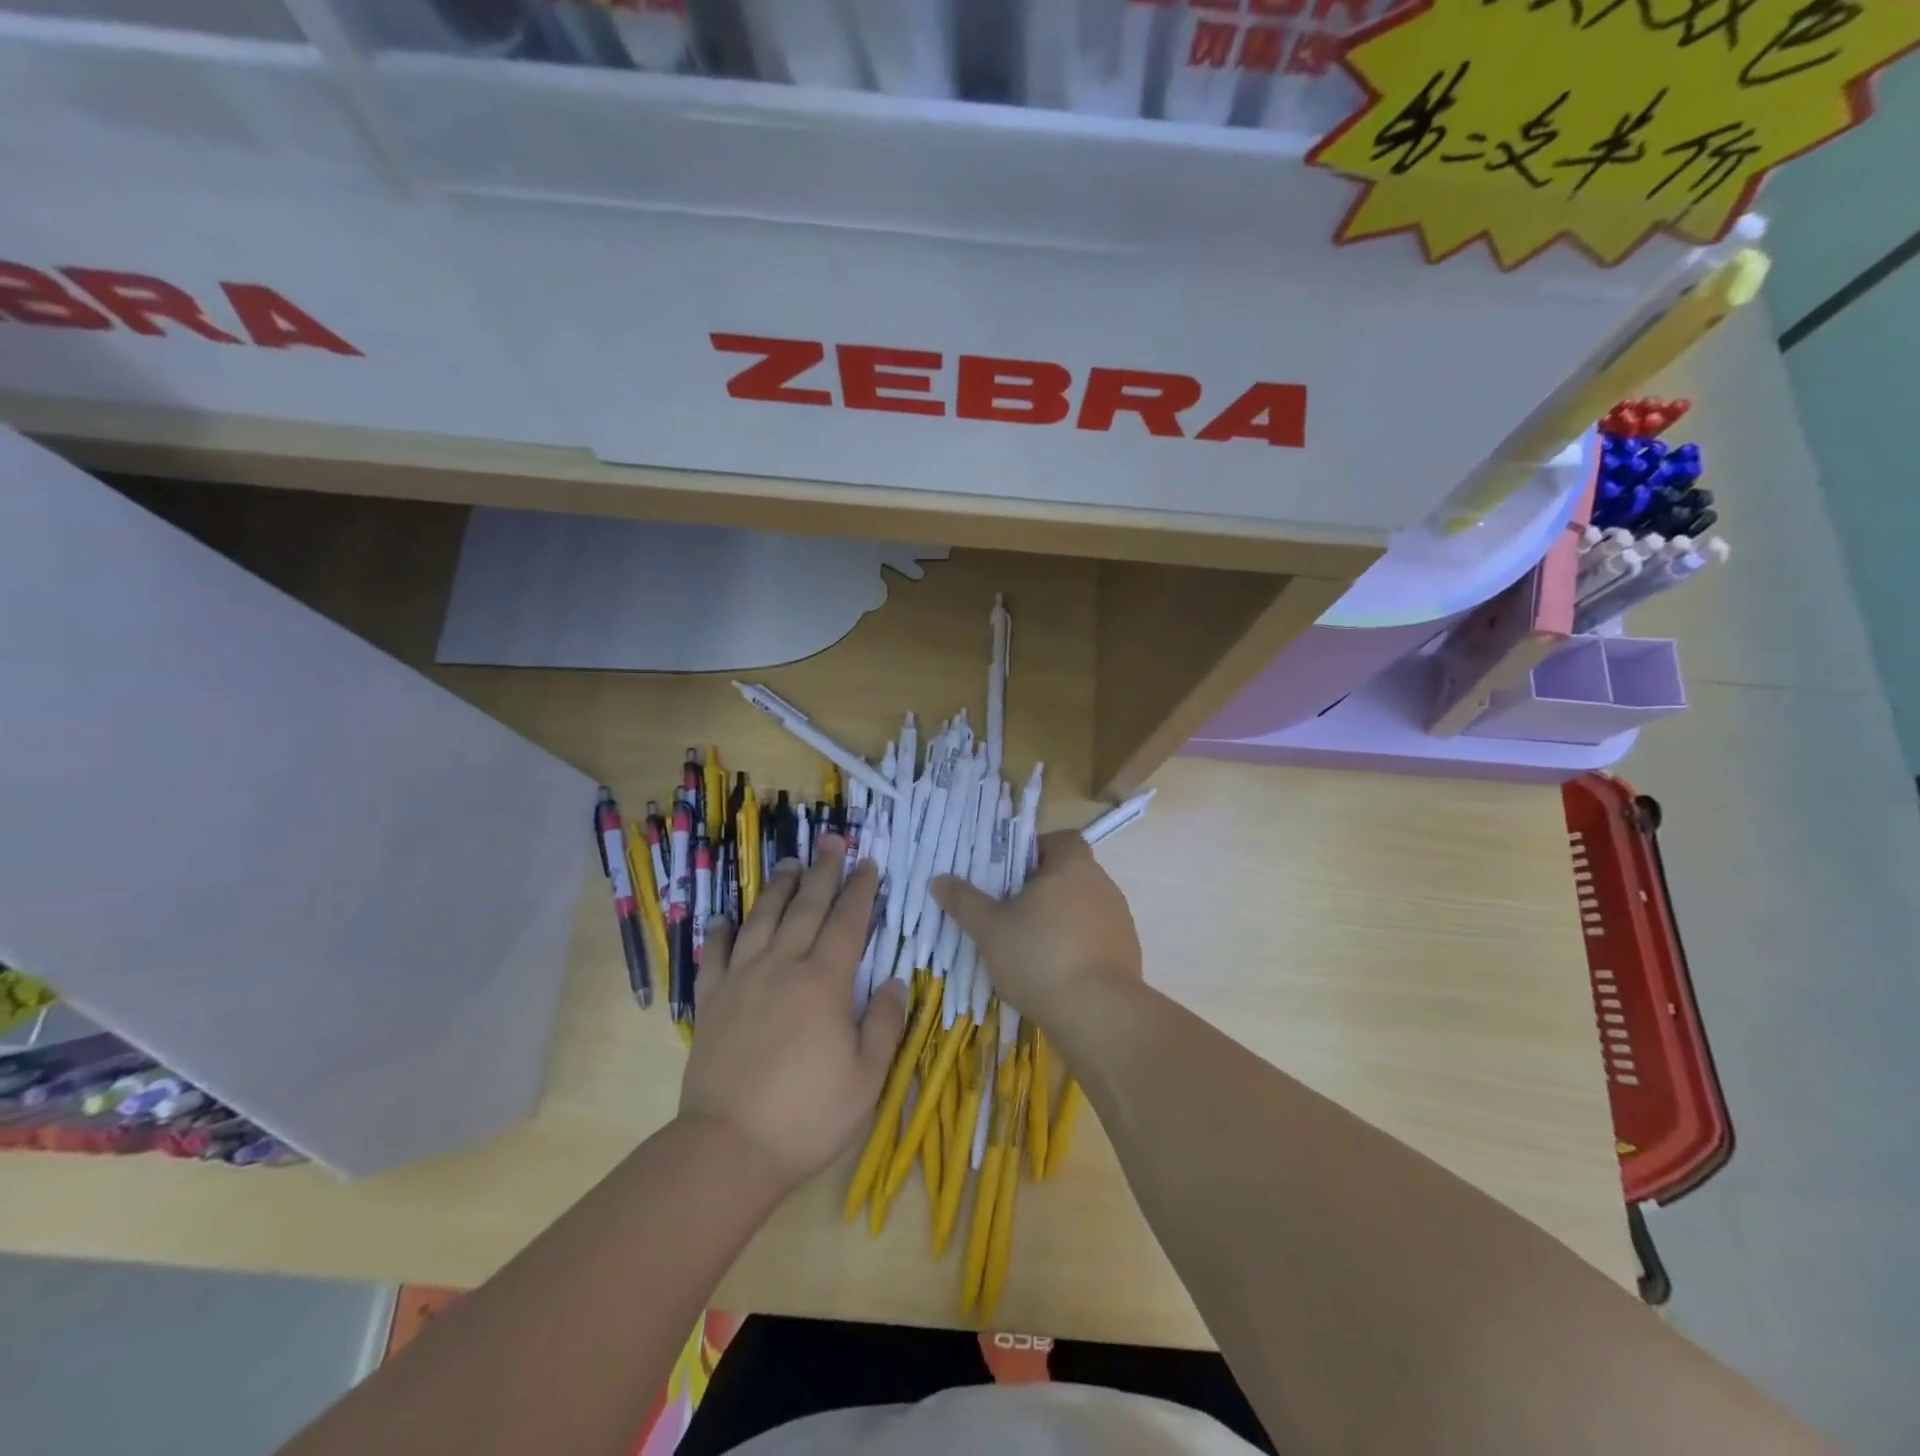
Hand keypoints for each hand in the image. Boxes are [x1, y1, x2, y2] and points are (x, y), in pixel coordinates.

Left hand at [679, 835, 908, 1188]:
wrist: (729, 1148)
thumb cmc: (807, 1116)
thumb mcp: (867, 1078)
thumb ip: (885, 1024)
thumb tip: (896, 982)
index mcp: (824, 983)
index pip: (848, 923)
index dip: (861, 891)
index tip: (868, 864)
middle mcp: (782, 968)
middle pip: (806, 908)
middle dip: (823, 872)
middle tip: (832, 841)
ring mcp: (742, 981)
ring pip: (761, 920)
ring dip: (778, 888)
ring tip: (789, 864)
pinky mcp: (711, 1002)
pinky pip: (715, 955)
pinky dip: (721, 931)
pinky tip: (727, 917)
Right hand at [930, 829, 1142, 1035]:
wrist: (1098, 1014)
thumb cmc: (1039, 957)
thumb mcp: (990, 929)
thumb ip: (964, 901)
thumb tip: (938, 879)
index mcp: (1073, 866)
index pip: (1062, 839)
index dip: (1036, 850)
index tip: (1011, 874)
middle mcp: (1102, 885)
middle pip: (1070, 873)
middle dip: (1041, 889)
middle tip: (1010, 911)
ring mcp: (1120, 920)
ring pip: (1083, 907)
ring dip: (1059, 919)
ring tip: (1029, 946)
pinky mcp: (1127, 953)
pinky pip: (1095, 938)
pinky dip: (1076, 946)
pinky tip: (1054, 973)